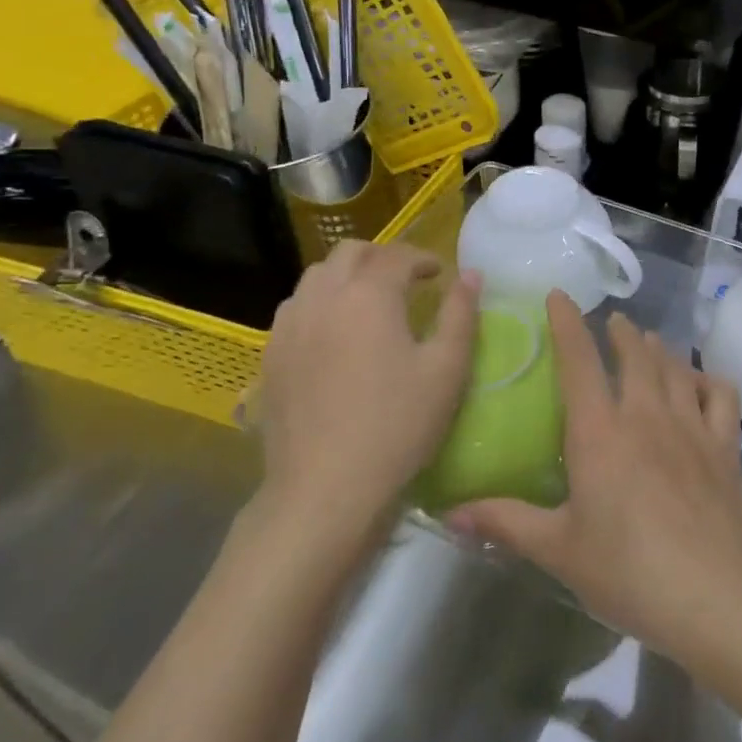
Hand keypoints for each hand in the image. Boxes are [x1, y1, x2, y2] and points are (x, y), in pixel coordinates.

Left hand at [254, 241, 478, 536]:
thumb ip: (460, 314)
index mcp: (369, 296)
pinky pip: (295, 308)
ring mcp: (290, 326)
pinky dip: (321, 303)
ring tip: (370, 303)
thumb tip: (470, 276)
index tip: (440, 275)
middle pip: (350, 253)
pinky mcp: (271, 356)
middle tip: (406, 281)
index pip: (397, 257)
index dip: (423, 259)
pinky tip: (335, 334)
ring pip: (316, 276)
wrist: (325, 489)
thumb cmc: (398, 425)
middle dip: (382, 257)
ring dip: (347, 276)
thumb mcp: (447, 370)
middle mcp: (324, 298)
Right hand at [451, 293, 741, 666]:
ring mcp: (691, 424)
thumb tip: (448, 512)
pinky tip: (702, 383)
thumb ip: (505, 522)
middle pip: (635, 354)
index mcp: (600, 431)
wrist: (713, 592)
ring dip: (659, 349)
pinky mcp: (724, 444)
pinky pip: (720, 395)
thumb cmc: (627, 569)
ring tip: (650, 341)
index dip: (567, 323)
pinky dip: (708, 380)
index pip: (578, 360)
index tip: (559, 295)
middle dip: (621, 332)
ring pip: (674, 367)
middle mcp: (646, 413)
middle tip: (614, 323)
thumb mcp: (558, 549)